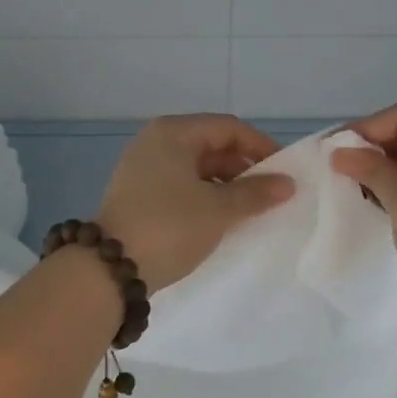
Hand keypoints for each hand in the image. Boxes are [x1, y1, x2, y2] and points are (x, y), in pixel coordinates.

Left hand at [96, 114, 295, 292]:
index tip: (285, 173)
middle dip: (244, 169)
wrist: (109, 269)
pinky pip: (182, 186)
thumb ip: (255, 193)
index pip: (228, 128)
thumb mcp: (218, 210)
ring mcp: (144, 168)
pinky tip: (222, 219)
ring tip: (252, 211)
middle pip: (212, 145)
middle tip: (272, 195)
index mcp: (173, 133)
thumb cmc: (169, 227)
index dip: (261, 147)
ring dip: (226, 186)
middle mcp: (156, 142)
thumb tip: (287, 184)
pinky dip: (205, 197)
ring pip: (197, 168)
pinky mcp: (139, 194)